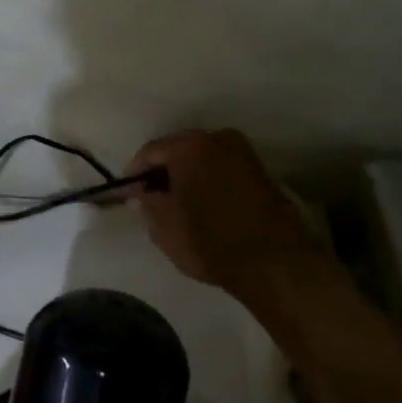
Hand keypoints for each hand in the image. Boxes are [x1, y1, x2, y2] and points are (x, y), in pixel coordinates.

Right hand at [127, 130, 332, 304]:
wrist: (275, 263)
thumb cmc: (209, 241)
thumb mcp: (162, 225)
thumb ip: (147, 201)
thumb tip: (145, 192)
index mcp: (189, 147)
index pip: (150, 152)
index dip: (134, 174)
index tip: (126, 194)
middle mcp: (218, 139)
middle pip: (178, 150)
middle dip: (162, 171)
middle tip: (149, 196)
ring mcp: (244, 154)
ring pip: (202, 159)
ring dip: (186, 176)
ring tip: (175, 202)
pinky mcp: (261, 173)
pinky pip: (222, 169)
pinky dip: (207, 181)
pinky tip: (201, 204)